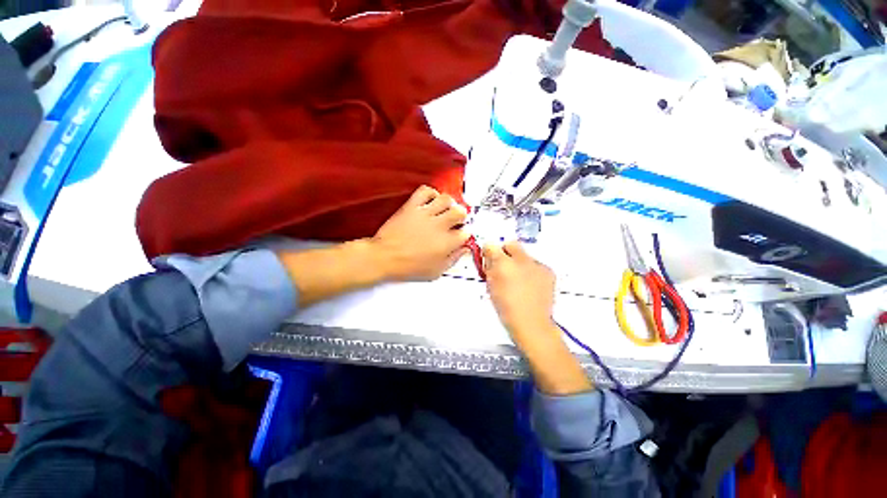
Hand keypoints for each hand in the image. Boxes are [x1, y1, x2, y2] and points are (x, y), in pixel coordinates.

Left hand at [371, 186, 469, 280]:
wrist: (384, 257)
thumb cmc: (408, 267)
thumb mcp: (435, 271)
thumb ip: (453, 260)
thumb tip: (463, 250)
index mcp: (446, 243)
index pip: (465, 233)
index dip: (464, 234)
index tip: (460, 235)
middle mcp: (439, 226)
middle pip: (460, 212)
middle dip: (461, 216)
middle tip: (456, 220)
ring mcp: (425, 214)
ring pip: (446, 199)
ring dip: (449, 203)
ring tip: (445, 209)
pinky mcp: (412, 207)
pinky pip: (425, 191)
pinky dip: (431, 193)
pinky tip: (431, 200)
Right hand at [483, 241, 557, 346]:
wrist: (531, 323)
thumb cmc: (507, 309)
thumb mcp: (491, 287)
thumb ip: (490, 269)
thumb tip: (490, 259)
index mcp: (503, 265)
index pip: (491, 246)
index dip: (489, 251)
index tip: (489, 256)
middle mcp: (521, 260)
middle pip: (510, 244)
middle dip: (505, 251)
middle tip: (503, 265)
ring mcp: (537, 265)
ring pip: (524, 255)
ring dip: (519, 262)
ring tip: (518, 279)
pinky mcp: (548, 271)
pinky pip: (536, 264)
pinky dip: (531, 270)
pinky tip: (530, 284)